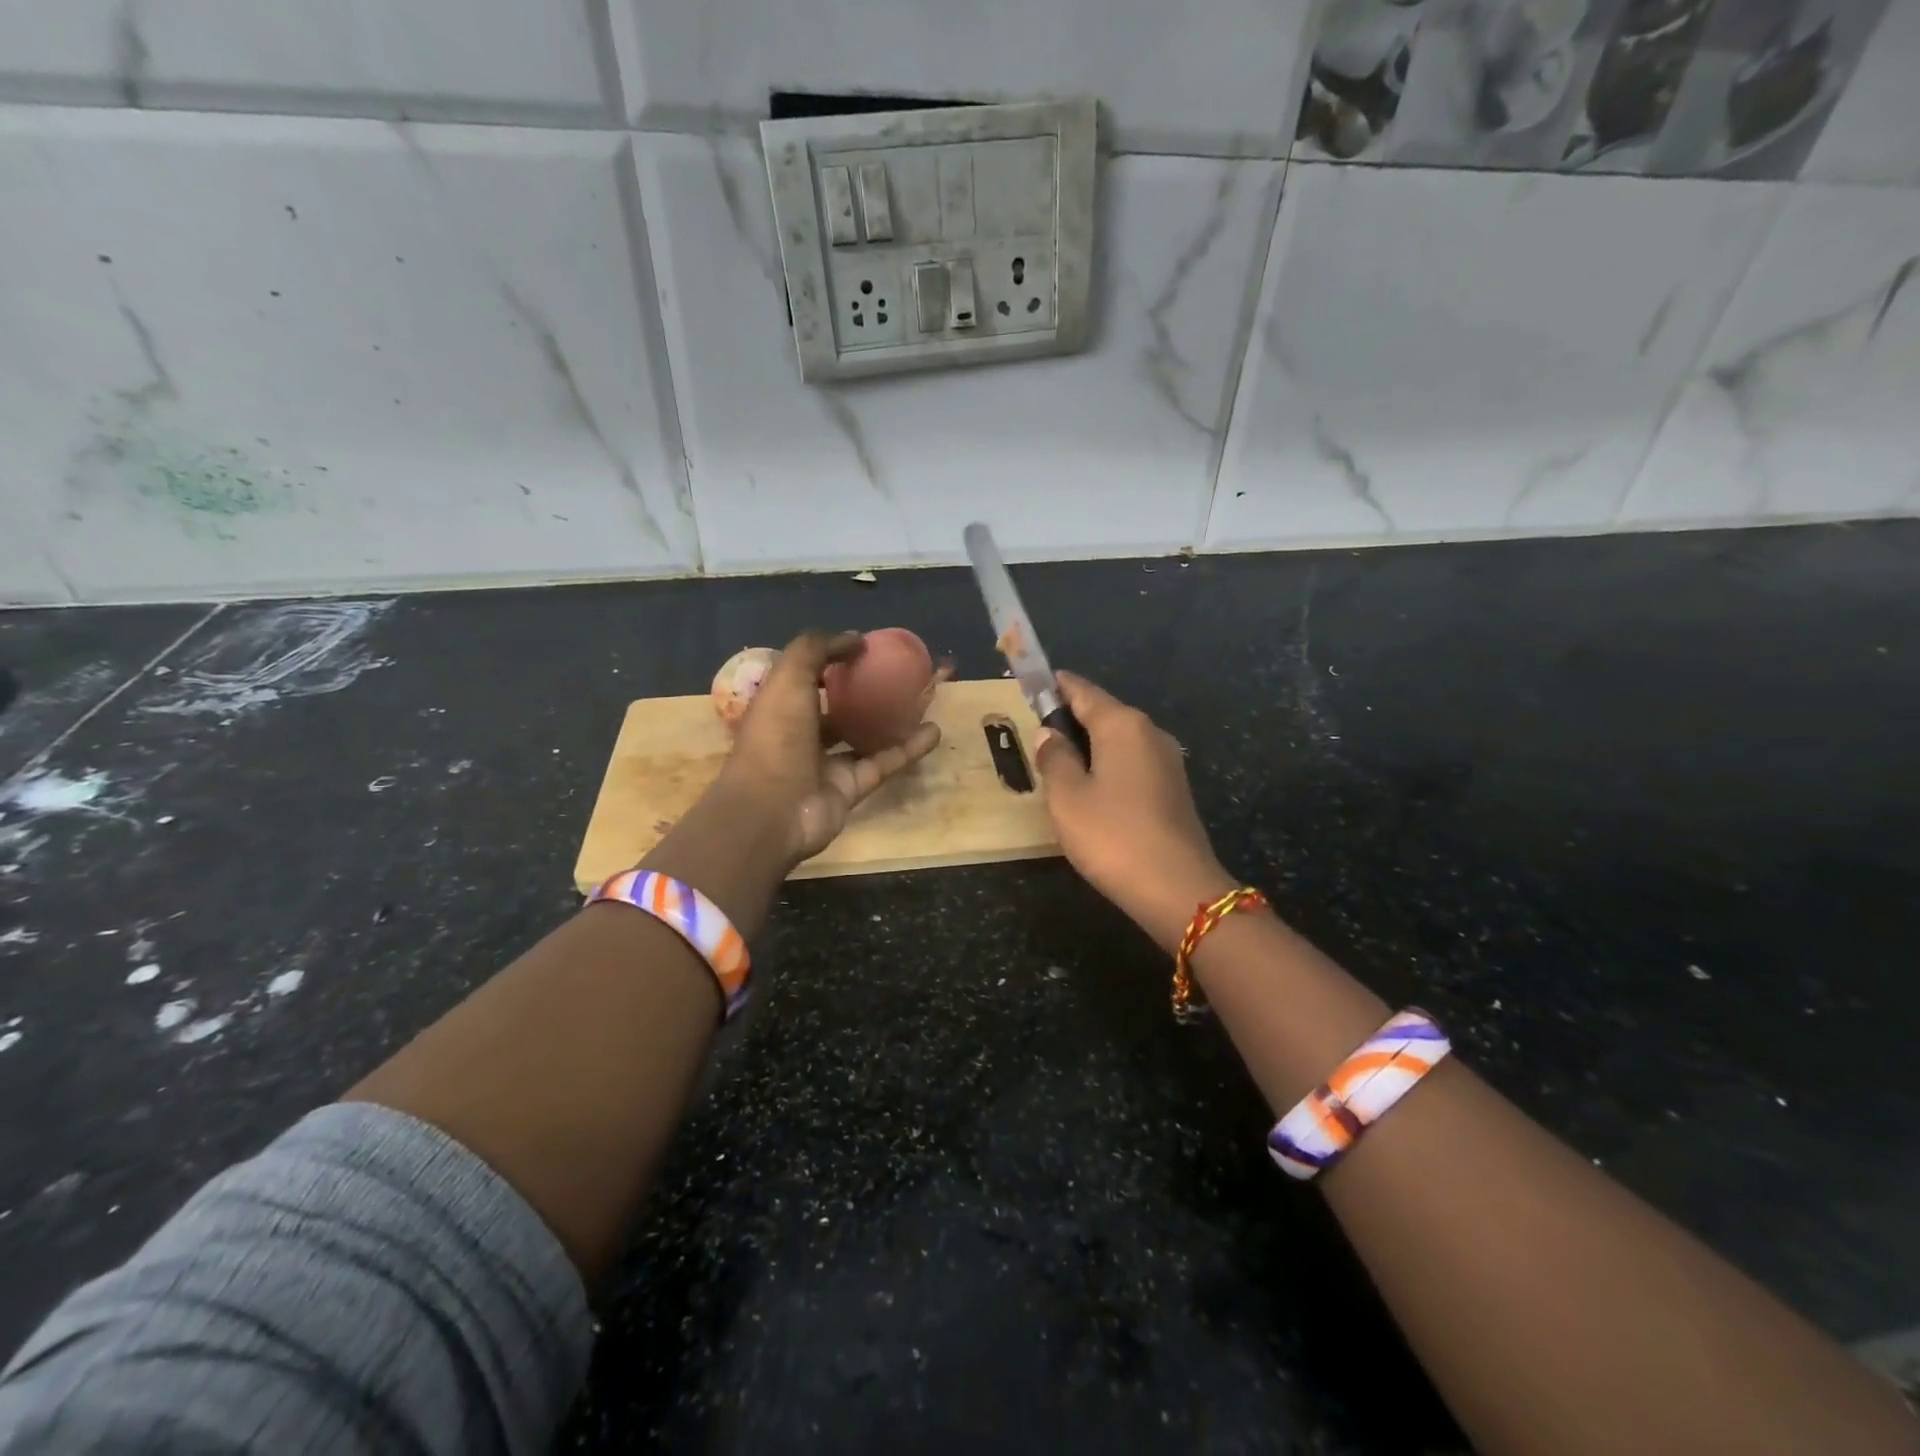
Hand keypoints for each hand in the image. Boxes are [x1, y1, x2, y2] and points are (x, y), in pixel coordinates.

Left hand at [719, 630, 941, 866]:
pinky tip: (934, 731)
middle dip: (866, 690)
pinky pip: (883, 764)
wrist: (773, 810)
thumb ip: (816, 649)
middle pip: (839, 706)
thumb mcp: (789, 678)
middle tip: (901, 674)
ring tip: (923, 699)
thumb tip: (854, 639)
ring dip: (892, 719)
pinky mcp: (850, 789)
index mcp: (780, 706)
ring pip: (864, 736)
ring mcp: (827, 764)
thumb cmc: (776, 736)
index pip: (807, 678)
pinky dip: (908, 749)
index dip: (832, 660)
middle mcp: (802, 734)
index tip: (866, 650)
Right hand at [1032, 672, 1235, 949]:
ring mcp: (1167, 762)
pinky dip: (1107, 766)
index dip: (1054, 686)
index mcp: (1122, 725)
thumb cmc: (1113, 835)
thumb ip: (1054, 758)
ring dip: (1089, 746)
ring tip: (1058, 763)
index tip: (1031, 684)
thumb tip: (1049, 733)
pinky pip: (1131, 764)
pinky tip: (1091, 789)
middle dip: (1070, 718)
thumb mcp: (1067, 797)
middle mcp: (1149, 733)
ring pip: (1118, 741)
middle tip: (1036, 732)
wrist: (1177, 889)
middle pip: (1103, 713)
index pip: (1082, 690)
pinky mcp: (1173, 789)